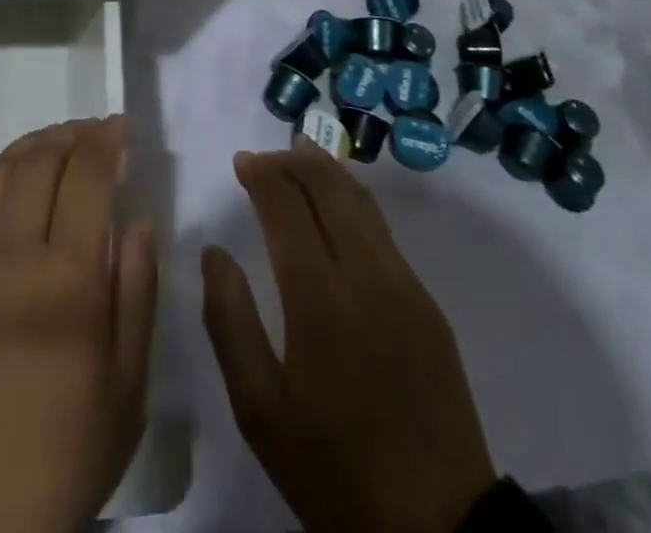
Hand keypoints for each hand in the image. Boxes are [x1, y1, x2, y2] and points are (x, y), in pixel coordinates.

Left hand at [0, 117, 156, 532]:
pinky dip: (3, 181)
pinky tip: (19, 195)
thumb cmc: (60, 463)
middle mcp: (11, 256)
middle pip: (40, 159)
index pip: (88, 175)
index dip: (107, 139)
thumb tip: (137, 221)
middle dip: (73, 132)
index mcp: (67, 280)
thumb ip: (137, 294)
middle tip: (96, 131)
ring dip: (34, 145)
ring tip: (58, 145)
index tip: (123, 126)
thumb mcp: (127, 391)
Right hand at [201, 140, 496, 532]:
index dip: (262, 174)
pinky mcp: (427, 301)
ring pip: (362, 201)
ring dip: (328, 170)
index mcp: (318, 297)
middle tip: (265, 155)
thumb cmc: (333, 471)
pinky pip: (383, 230)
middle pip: (329, 187)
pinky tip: (339, 206)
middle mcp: (365, 273)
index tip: (241, 162)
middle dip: (294, 160)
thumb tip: (213, 252)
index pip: (286, 206)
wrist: (438, 529)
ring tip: (301, 155)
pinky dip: (354, 200)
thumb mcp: (260, 412)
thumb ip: (230, 322)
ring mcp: (404, 283)